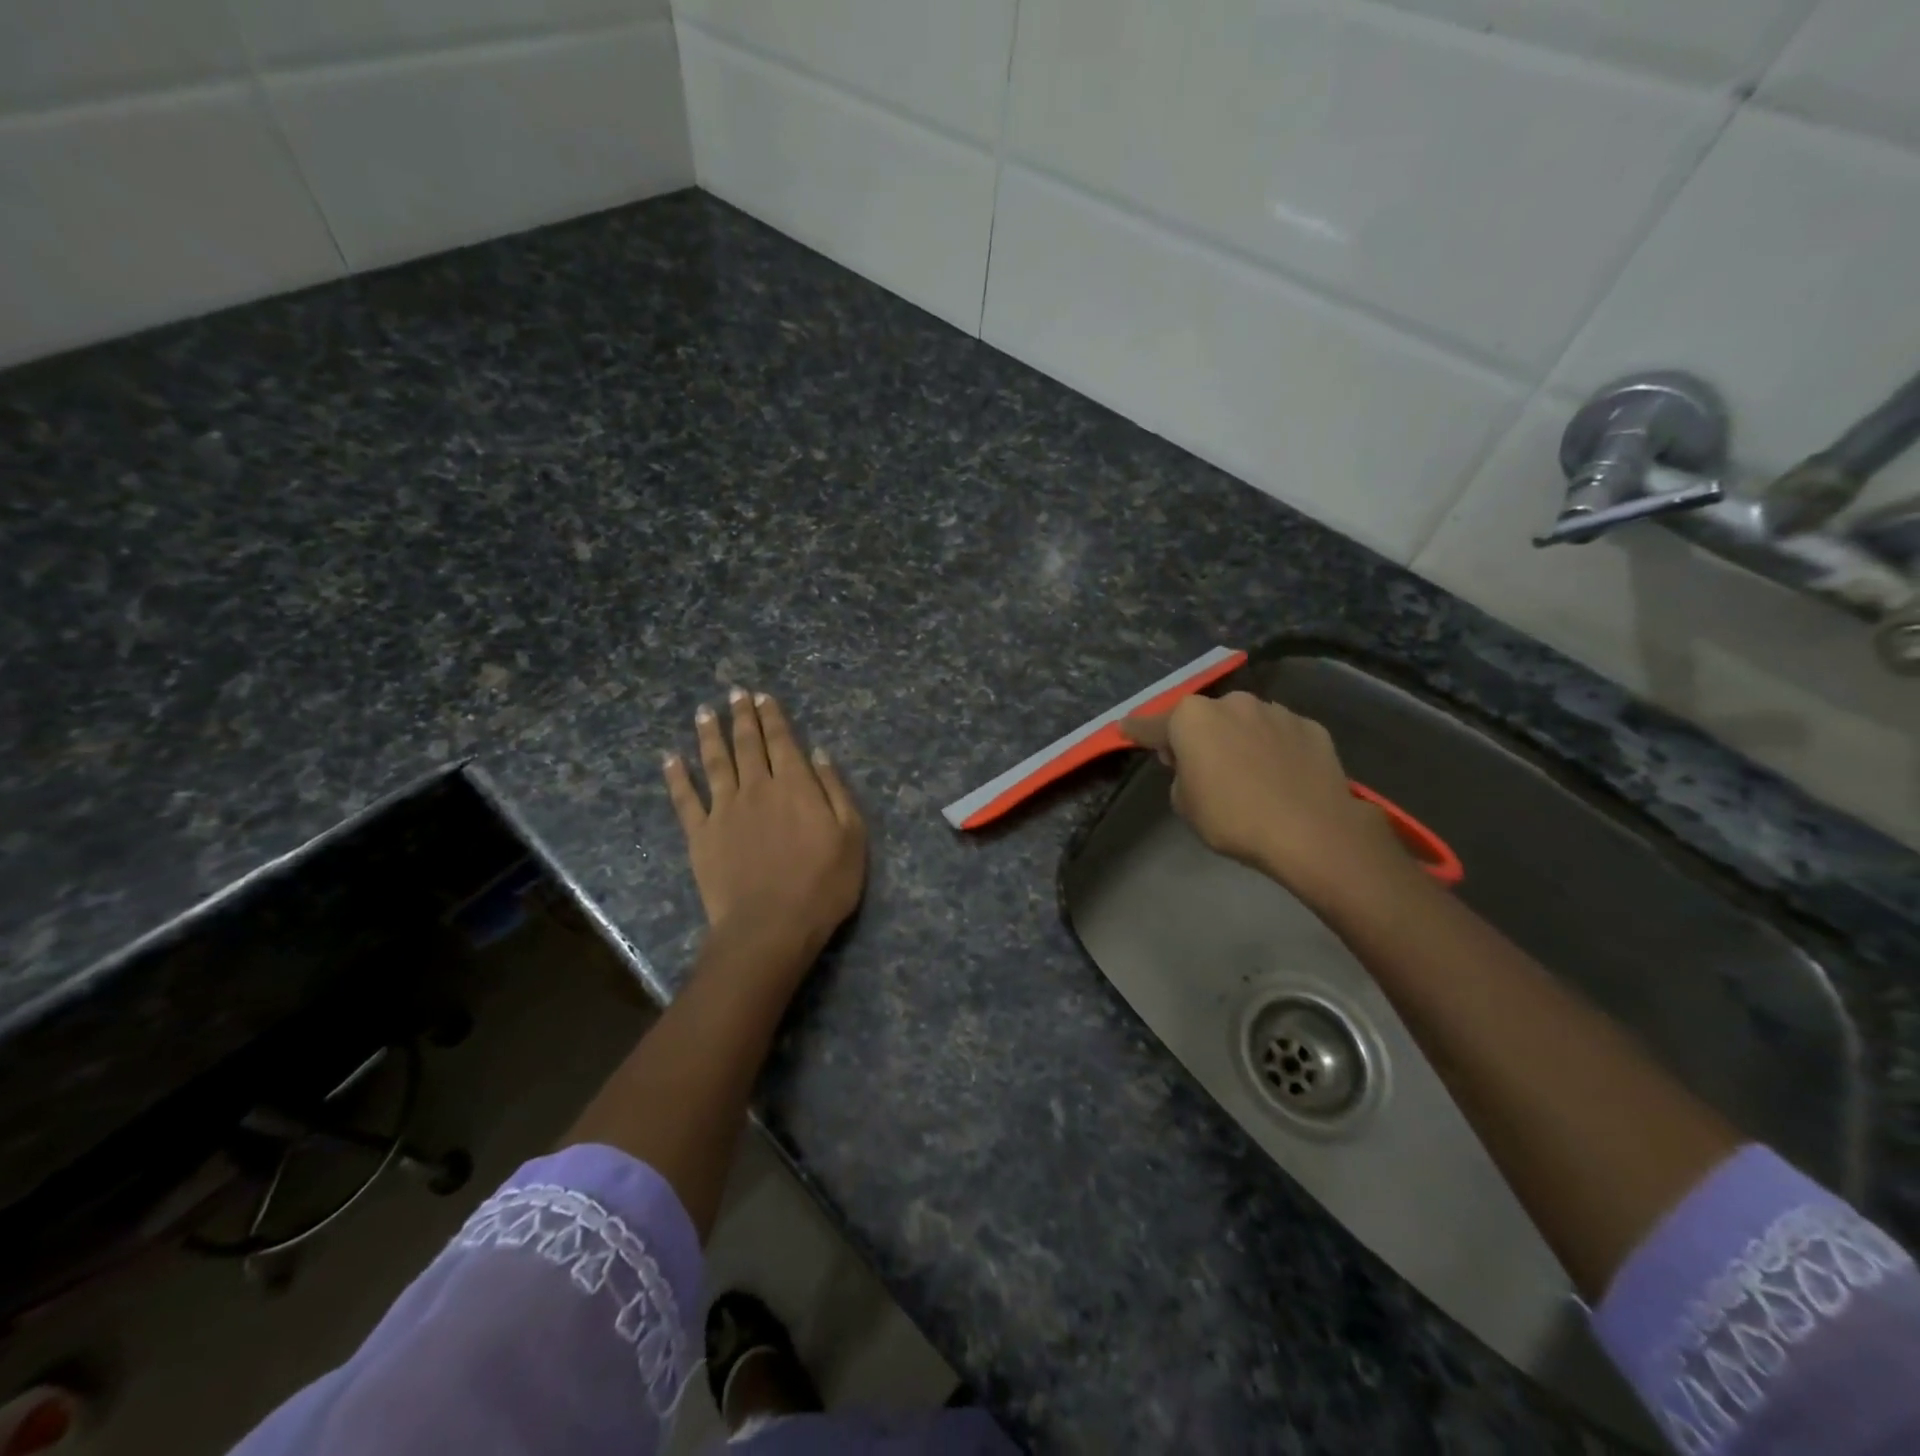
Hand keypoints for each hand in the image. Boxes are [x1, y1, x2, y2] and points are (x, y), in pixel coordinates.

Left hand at [664, 689, 866, 966]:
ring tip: (704, 712)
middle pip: (747, 744)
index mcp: (795, 785)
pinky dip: (676, 776)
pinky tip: (670, 759)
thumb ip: (835, 791)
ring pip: (714, 762)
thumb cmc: (822, 884)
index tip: (762, 696)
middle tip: (734, 694)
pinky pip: (685, 798)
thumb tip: (819, 754)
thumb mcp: (851, 836)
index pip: (782, 740)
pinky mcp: (700, 834)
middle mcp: (757, 787)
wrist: (771, 926)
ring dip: (709, 735)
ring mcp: (724, 810)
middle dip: (742, 716)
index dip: (772, 716)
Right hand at [1121, 692, 1418, 916]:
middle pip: (1204, 718)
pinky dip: (1274, 748)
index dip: (1137, 731)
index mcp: (1191, 719)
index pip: (1152, 725)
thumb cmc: (1233, 818)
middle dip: (1199, 736)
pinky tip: (1281, 775)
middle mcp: (1231, 703)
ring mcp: (1274, 711)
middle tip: (1201, 767)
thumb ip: (1182, 775)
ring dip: (1239, 739)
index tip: (1125, 729)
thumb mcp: (1185, 805)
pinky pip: (1280, 735)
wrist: (1312, 831)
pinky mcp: (1310, 726)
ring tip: (1248, 773)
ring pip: (1245, 722)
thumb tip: (1197, 765)